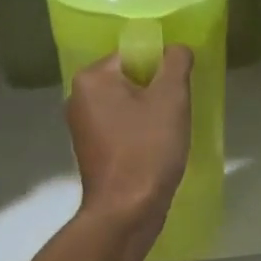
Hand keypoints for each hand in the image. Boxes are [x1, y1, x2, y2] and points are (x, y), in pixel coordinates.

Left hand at [66, 46, 193, 242]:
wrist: (126, 212)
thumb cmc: (148, 149)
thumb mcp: (171, 98)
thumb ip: (176, 62)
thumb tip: (177, 49)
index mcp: (92, 79)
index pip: (134, 54)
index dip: (162, 66)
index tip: (181, 88)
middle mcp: (79, 97)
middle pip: (130, 78)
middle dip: (157, 90)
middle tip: (179, 110)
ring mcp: (83, 126)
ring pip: (128, 104)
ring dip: (151, 112)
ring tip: (171, 131)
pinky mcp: (92, 150)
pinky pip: (122, 127)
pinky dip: (140, 131)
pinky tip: (158, 147)